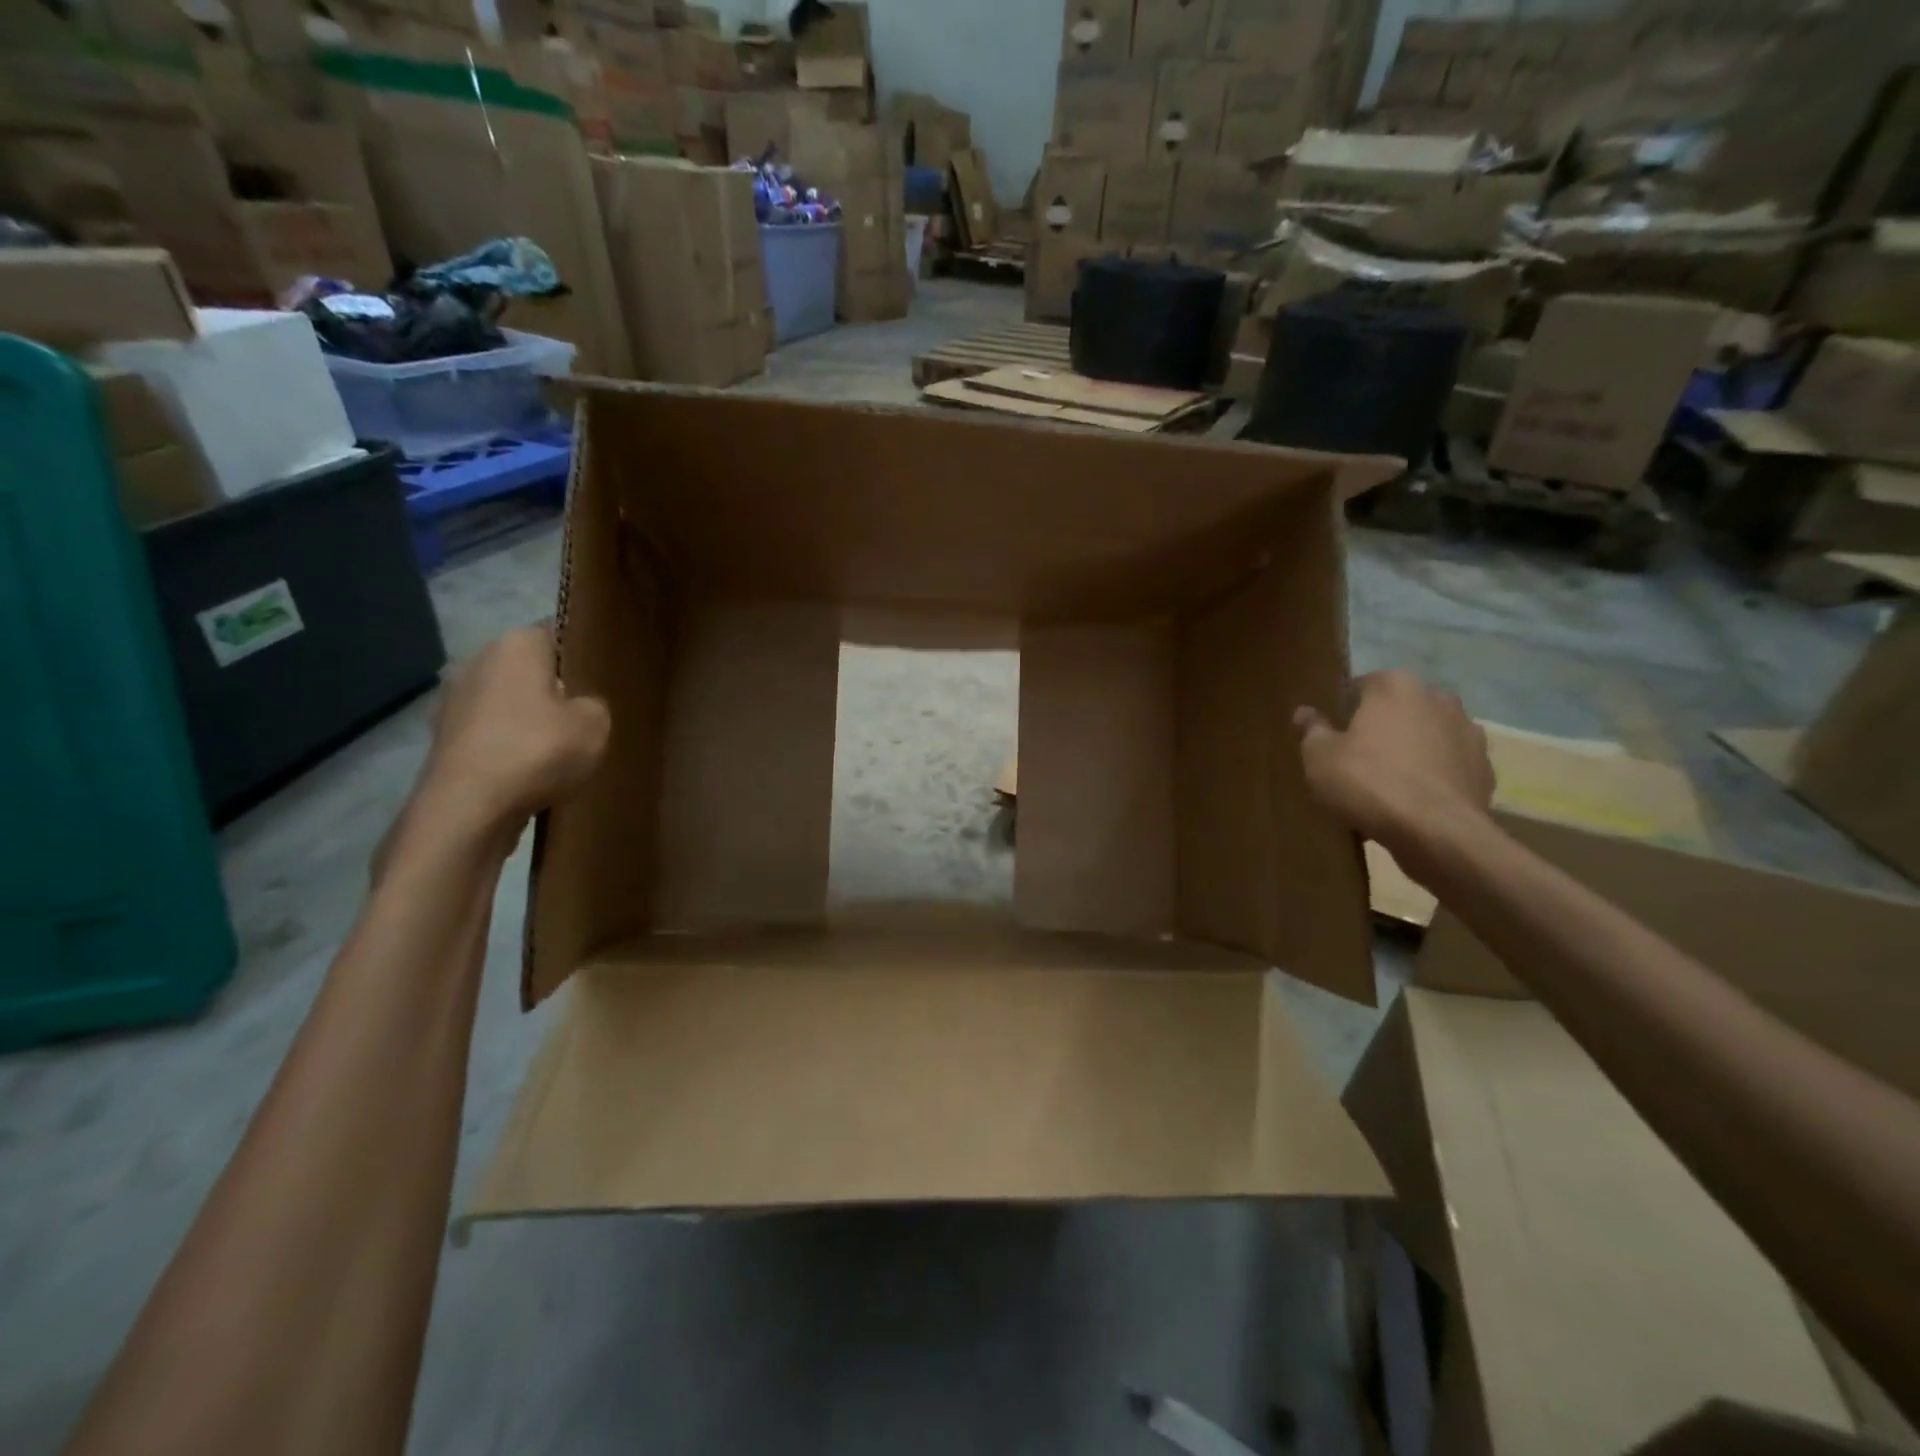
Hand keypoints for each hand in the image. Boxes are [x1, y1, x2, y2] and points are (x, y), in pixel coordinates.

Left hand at [417, 624, 610, 838]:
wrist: (468, 808)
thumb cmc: (538, 750)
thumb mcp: (596, 724)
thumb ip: (594, 705)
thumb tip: (579, 707)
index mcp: (516, 644)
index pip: (557, 634)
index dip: (582, 655)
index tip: (602, 678)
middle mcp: (478, 662)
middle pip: (529, 670)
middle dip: (554, 689)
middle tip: (586, 717)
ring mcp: (453, 701)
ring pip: (507, 703)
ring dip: (528, 721)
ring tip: (560, 750)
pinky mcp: (444, 739)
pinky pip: (490, 734)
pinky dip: (509, 747)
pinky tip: (530, 771)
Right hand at [1294, 671, 1493, 858]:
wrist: (1436, 832)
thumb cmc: (1368, 782)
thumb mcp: (1319, 757)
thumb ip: (1311, 729)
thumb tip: (1304, 712)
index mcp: (1394, 686)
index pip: (1360, 686)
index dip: (1343, 711)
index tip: (1332, 737)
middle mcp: (1437, 697)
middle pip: (1398, 709)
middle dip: (1381, 727)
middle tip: (1357, 759)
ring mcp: (1468, 731)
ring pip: (1427, 736)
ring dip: (1410, 750)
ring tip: (1387, 783)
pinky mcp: (1485, 767)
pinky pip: (1448, 765)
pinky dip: (1433, 776)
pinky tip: (1414, 801)